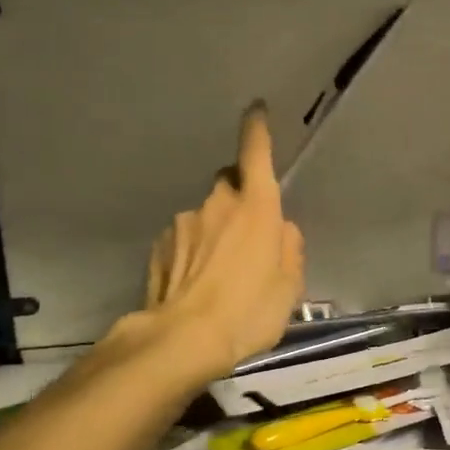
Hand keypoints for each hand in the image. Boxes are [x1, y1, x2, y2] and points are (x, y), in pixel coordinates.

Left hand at [139, 104, 306, 379]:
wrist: (183, 340)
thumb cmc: (249, 311)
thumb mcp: (289, 286)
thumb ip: (289, 248)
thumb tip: (282, 229)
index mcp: (256, 208)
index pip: (256, 153)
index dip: (257, 129)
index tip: (255, 110)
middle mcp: (218, 204)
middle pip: (229, 184)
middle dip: (239, 197)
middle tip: (248, 233)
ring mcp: (183, 223)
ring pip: (205, 216)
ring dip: (214, 232)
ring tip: (220, 275)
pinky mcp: (159, 247)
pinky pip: (183, 240)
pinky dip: (192, 253)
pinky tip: (196, 284)